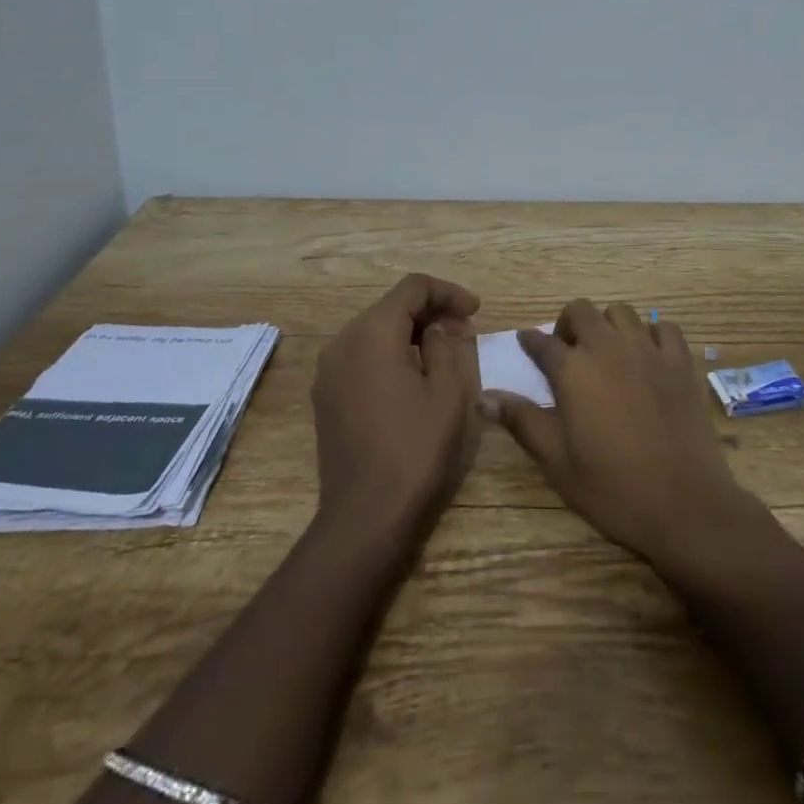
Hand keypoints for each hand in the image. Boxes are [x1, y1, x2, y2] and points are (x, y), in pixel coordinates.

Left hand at [313, 274, 481, 535]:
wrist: (365, 516)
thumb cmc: (415, 448)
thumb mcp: (448, 391)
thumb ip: (445, 346)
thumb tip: (436, 330)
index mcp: (373, 333)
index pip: (413, 288)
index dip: (448, 292)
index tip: (476, 310)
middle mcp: (343, 342)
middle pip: (391, 306)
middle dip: (431, 311)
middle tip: (466, 329)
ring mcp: (329, 371)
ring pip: (376, 331)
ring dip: (412, 332)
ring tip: (446, 350)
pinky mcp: (327, 396)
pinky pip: (363, 356)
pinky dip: (392, 353)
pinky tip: (416, 374)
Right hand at [487, 299, 747, 563]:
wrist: (683, 502)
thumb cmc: (612, 488)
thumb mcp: (557, 462)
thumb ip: (522, 421)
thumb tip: (484, 397)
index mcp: (573, 371)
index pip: (542, 342)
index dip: (530, 342)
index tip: (526, 344)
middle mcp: (608, 347)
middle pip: (581, 310)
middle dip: (568, 323)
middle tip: (568, 351)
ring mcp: (648, 350)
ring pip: (621, 312)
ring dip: (607, 324)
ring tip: (607, 350)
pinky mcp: (680, 361)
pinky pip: (663, 328)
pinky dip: (652, 334)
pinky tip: (648, 355)